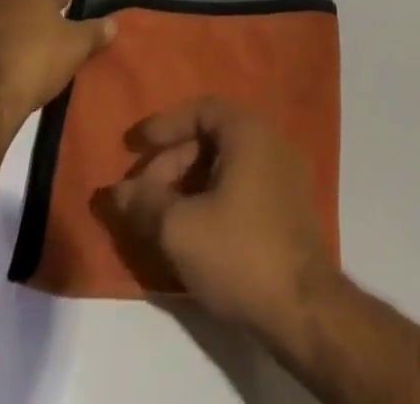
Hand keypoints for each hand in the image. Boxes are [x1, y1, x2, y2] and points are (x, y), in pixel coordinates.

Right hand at [109, 96, 339, 339]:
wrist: (304, 309)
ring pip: (227, 164)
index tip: (134, 146)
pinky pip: (243, 184)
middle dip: (172, 163)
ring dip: (190, 183)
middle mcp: (272, 139)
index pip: (200, 109)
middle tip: (142, 195)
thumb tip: (115, 191)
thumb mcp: (180, 229)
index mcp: (249, 130)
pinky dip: (213, 196)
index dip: (164, 126)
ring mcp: (286, 172)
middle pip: (212, 137)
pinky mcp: (290, 206)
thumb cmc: (240, 253)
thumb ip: (144, 203)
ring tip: (162, 217)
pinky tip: (194, 229)